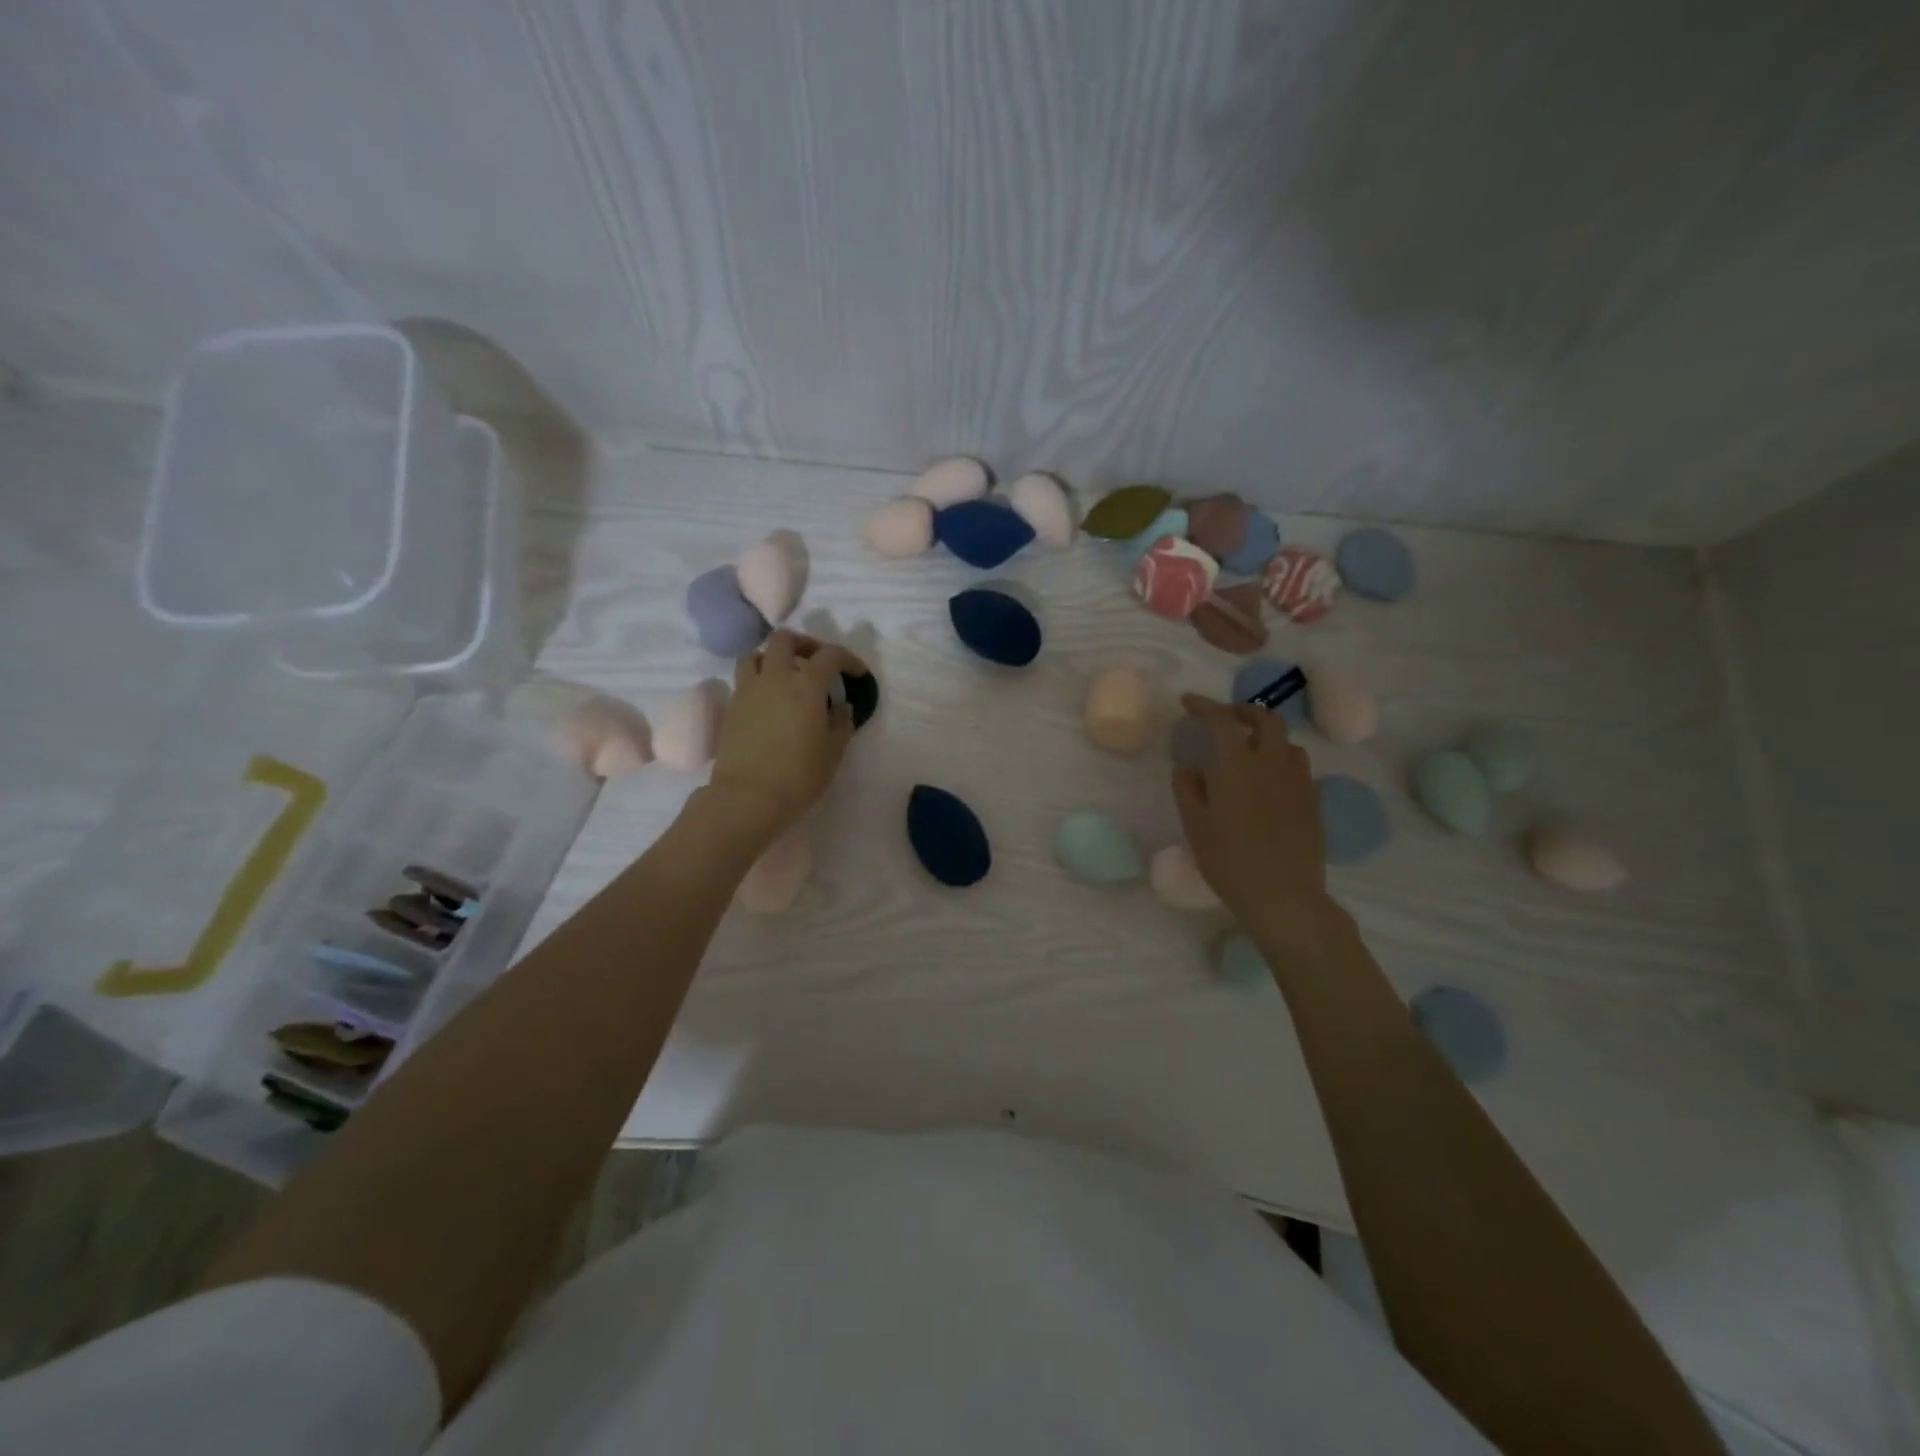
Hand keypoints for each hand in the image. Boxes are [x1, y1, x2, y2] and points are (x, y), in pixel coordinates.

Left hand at [704, 630, 862, 841]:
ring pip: (755, 654)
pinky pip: (744, 679)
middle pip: (784, 639)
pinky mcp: (731, 707)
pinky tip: (769, 701)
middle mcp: (775, 677)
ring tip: (785, 676)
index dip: (847, 658)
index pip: (829, 655)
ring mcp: (748, 690)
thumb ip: (841, 723)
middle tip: (816, 661)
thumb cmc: (799, 776)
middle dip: (803, 644)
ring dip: (773, 657)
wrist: (747, 798)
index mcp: (806, 685)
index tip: (856, 672)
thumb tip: (841, 707)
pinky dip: (758, 680)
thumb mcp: (833, 752)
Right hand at [1173, 694, 1326, 920]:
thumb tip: (1189, 768)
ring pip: (1286, 741)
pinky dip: (1280, 760)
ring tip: (1248, 748)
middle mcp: (1271, 762)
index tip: (1187, 702)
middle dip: (1242, 711)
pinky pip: (1297, 766)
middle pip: (1265, 718)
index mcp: (1237, 764)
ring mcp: (1298, 780)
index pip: (1220, 720)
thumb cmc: (1228, 860)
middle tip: (1224, 718)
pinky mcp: (1313, 800)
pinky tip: (1268, 780)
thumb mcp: (1195, 825)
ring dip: (1265, 735)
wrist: (1283, 896)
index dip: (1203, 705)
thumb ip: (1188, 789)